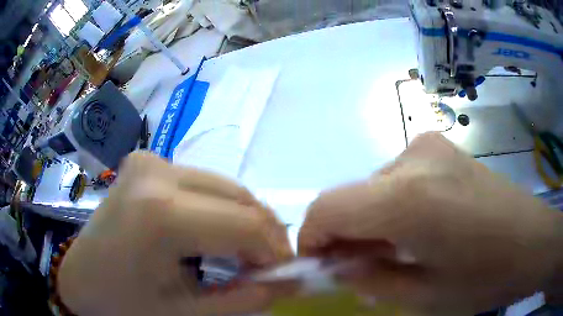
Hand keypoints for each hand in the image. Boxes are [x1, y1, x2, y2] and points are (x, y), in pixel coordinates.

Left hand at [58, 152, 293, 315]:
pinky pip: (202, 184)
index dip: (274, 251)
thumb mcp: (188, 314)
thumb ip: (245, 299)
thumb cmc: (124, 304)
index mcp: (160, 213)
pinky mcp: (146, 163)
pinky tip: (214, 234)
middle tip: (267, 265)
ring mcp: (150, 161)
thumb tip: (287, 281)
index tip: (283, 273)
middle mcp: (157, 172)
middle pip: (239, 198)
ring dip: (243, 221)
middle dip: (263, 235)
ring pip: (224, 187)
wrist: (80, 278)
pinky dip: (220, 209)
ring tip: (244, 253)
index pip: (245, 225)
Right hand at [299, 132, 562, 313]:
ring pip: (373, 187)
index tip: (318, 265)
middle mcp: (414, 157)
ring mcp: (431, 146)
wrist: (533, 241)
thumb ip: (370, 279)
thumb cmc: (485, 277)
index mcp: (408, 198)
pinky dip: (392, 207)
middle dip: (344, 234)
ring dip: (371, 221)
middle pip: (350, 196)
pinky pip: (397, 178)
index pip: (328, 207)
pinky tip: (418, 229)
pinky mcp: (443, 148)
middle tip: (359, 268)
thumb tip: (338, 268)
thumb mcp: (423, 296)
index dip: (312, 238)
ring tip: (395, 251)